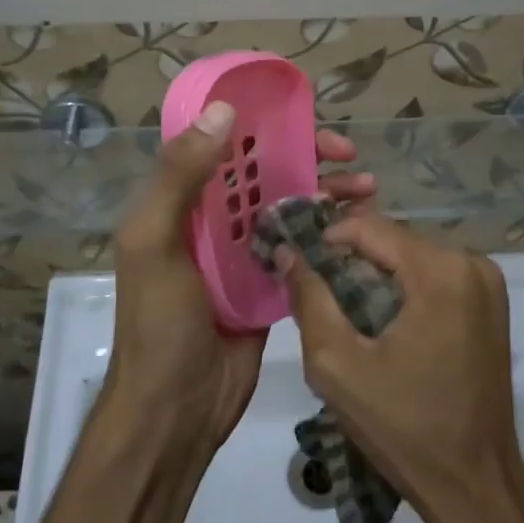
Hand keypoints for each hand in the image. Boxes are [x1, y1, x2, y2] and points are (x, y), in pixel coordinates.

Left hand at [104, 108, 373, 455]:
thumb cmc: (160, 324)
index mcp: (181, 201)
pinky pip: (301, 246)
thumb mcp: (155, 242)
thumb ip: (179, 177)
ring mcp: (243, 252)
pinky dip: (328, 232)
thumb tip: (223, 110)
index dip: (264, 125)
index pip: (224, 144)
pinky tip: (360, 228)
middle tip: (350, 156)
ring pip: (289, 205)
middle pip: (265, 172)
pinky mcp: (269, 283)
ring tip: (369, 191)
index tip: (305, 120)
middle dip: (308, 157)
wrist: (176, 411)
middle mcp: (212, 219)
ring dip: (327, 192)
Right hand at [277, 214, 520, 522]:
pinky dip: (403, 288)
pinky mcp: (490, 303)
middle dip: (351, 259)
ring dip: (376, 274)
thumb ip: (309, 300)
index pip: (369, 226)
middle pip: (393, 240)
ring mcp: (487, 282)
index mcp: (440, 272)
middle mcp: (472, 263)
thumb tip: (289, 252)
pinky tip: (383, 323)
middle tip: (317, 293)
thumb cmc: (404, 427)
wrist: (475, 484)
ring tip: (345, 311)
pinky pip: (434, 276)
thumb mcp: (337, 366)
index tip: (298, 265)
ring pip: (412, 256)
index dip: (326, 239)